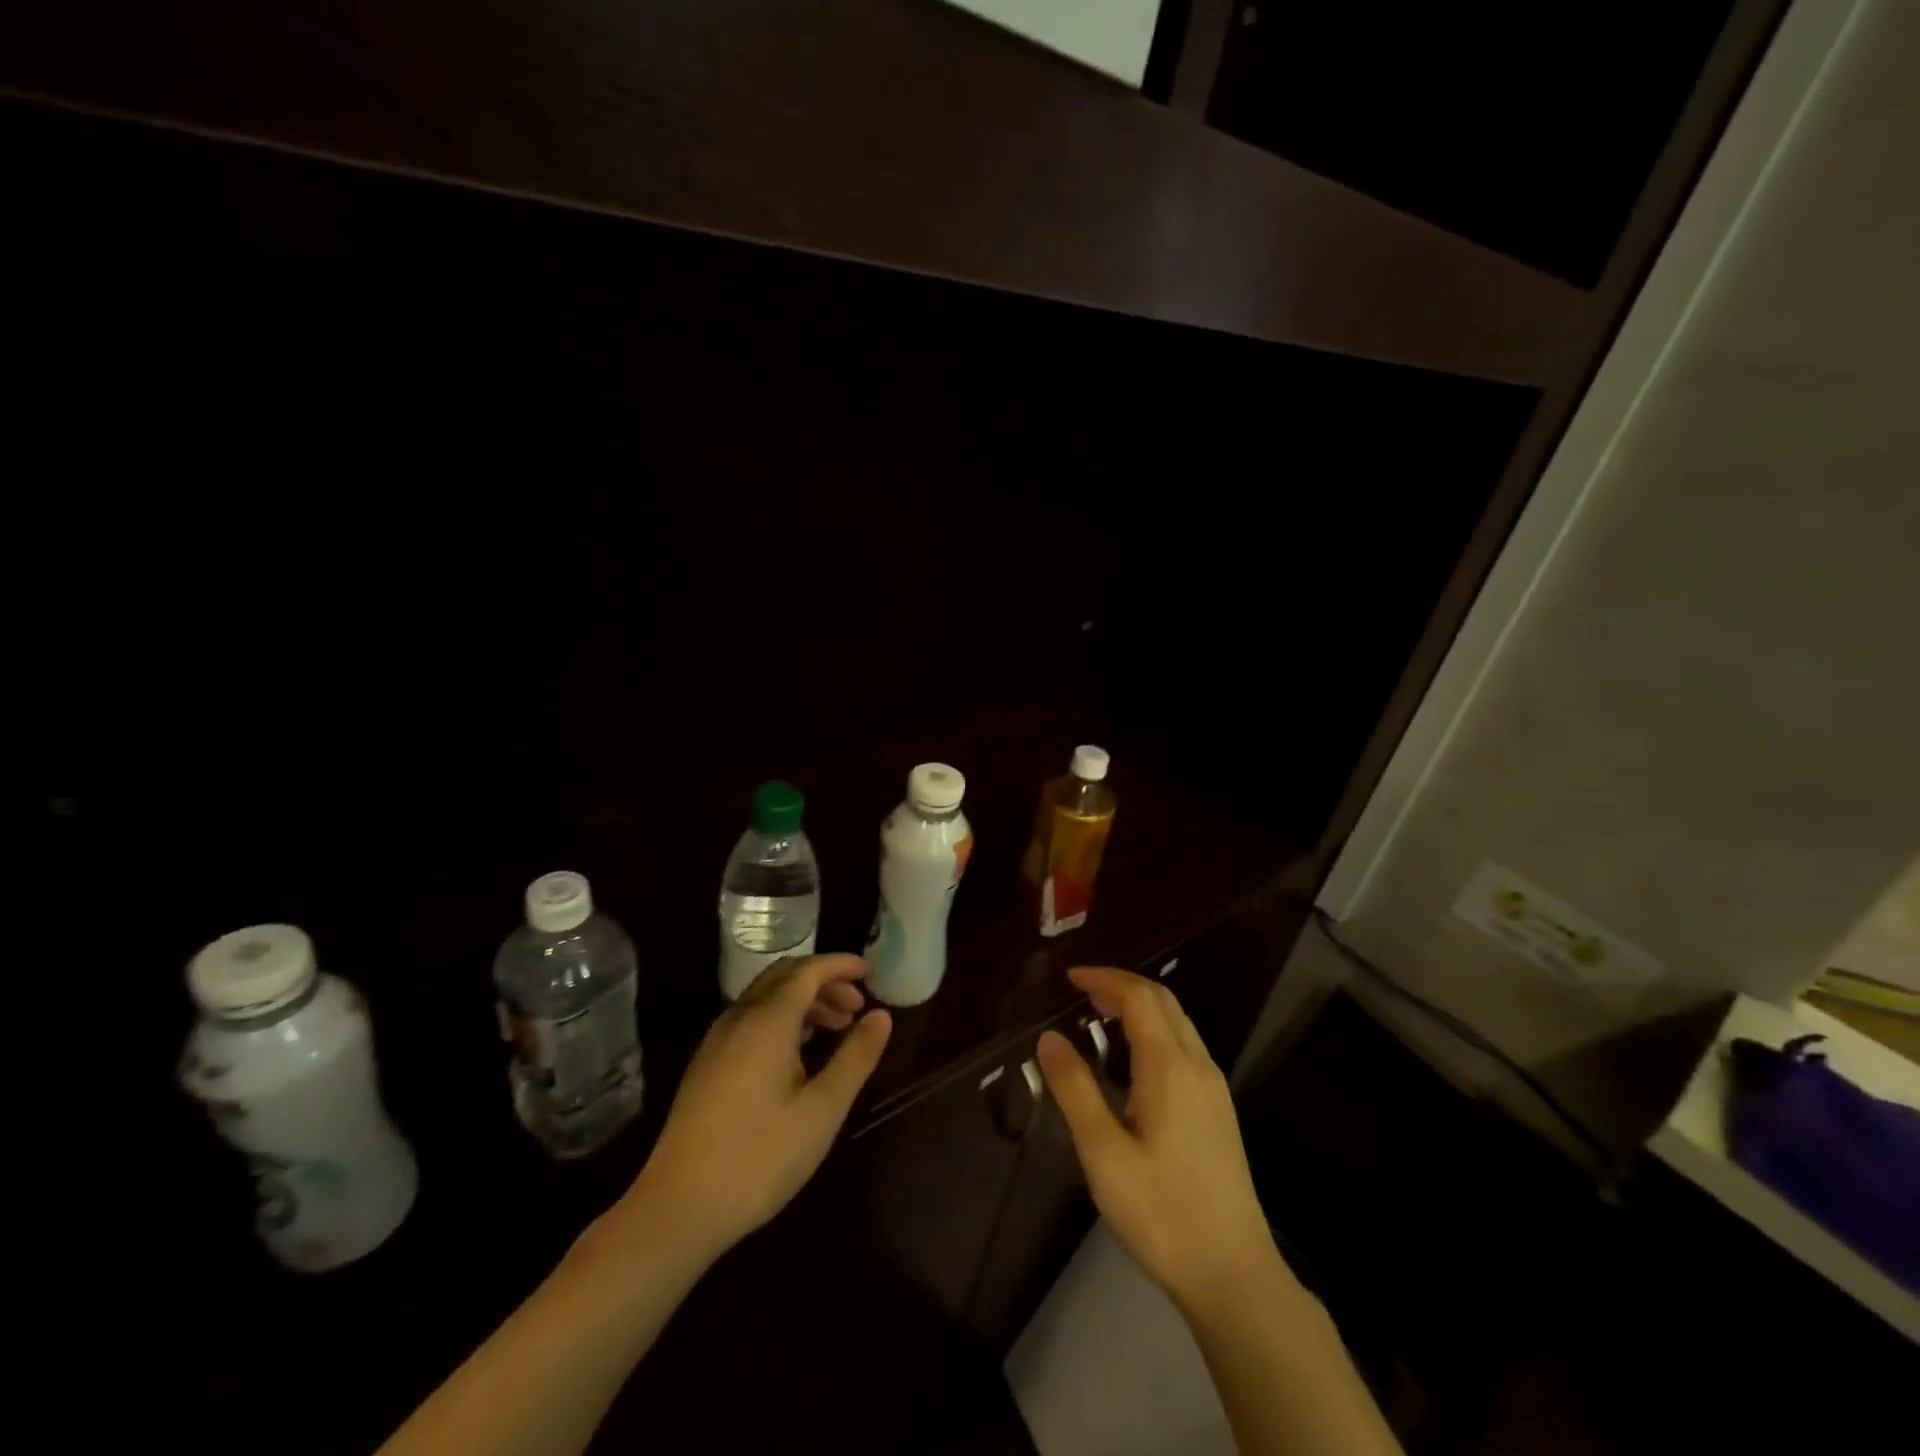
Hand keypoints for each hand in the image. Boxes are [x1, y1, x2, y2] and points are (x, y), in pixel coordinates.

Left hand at [621, 954, 891, 1263]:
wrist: (677, 1209)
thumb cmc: (759, 1158)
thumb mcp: (822, 1111)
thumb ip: (855, 1057)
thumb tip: (882, 1016)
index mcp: (767, 1021)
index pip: (808, 970)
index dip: (841, 964)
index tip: (871, 972)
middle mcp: (739, 1018)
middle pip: (785, 977)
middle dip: (824, 981)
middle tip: (858, 1005)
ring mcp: (717, 1040)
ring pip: (766, 998)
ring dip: (804, 1001)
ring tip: (837, 1028)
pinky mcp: (707, 1064)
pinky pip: (751, 1019)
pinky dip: (782, 1018)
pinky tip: (799, 1053)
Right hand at [1037, 967, 1277, 1311]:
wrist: (1234, 1275)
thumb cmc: (1162, 1212)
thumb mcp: (1104, 1153)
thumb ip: (1075, 1089)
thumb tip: (1049, 1038)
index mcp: (1171, 1068)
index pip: (1139, 997)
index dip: (1104, 979)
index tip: (1069, 979)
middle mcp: (1198, 1065)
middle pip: (1163, 1001)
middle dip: (1122, 986)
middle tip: (1081, 993)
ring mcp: (1214, 1087)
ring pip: (1178, 1022)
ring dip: (1140, 1007)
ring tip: (1100, 1018)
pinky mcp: (1219, 1110)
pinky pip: (1185, 1046)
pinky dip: (1154, 1031)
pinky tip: (1132, 1060)